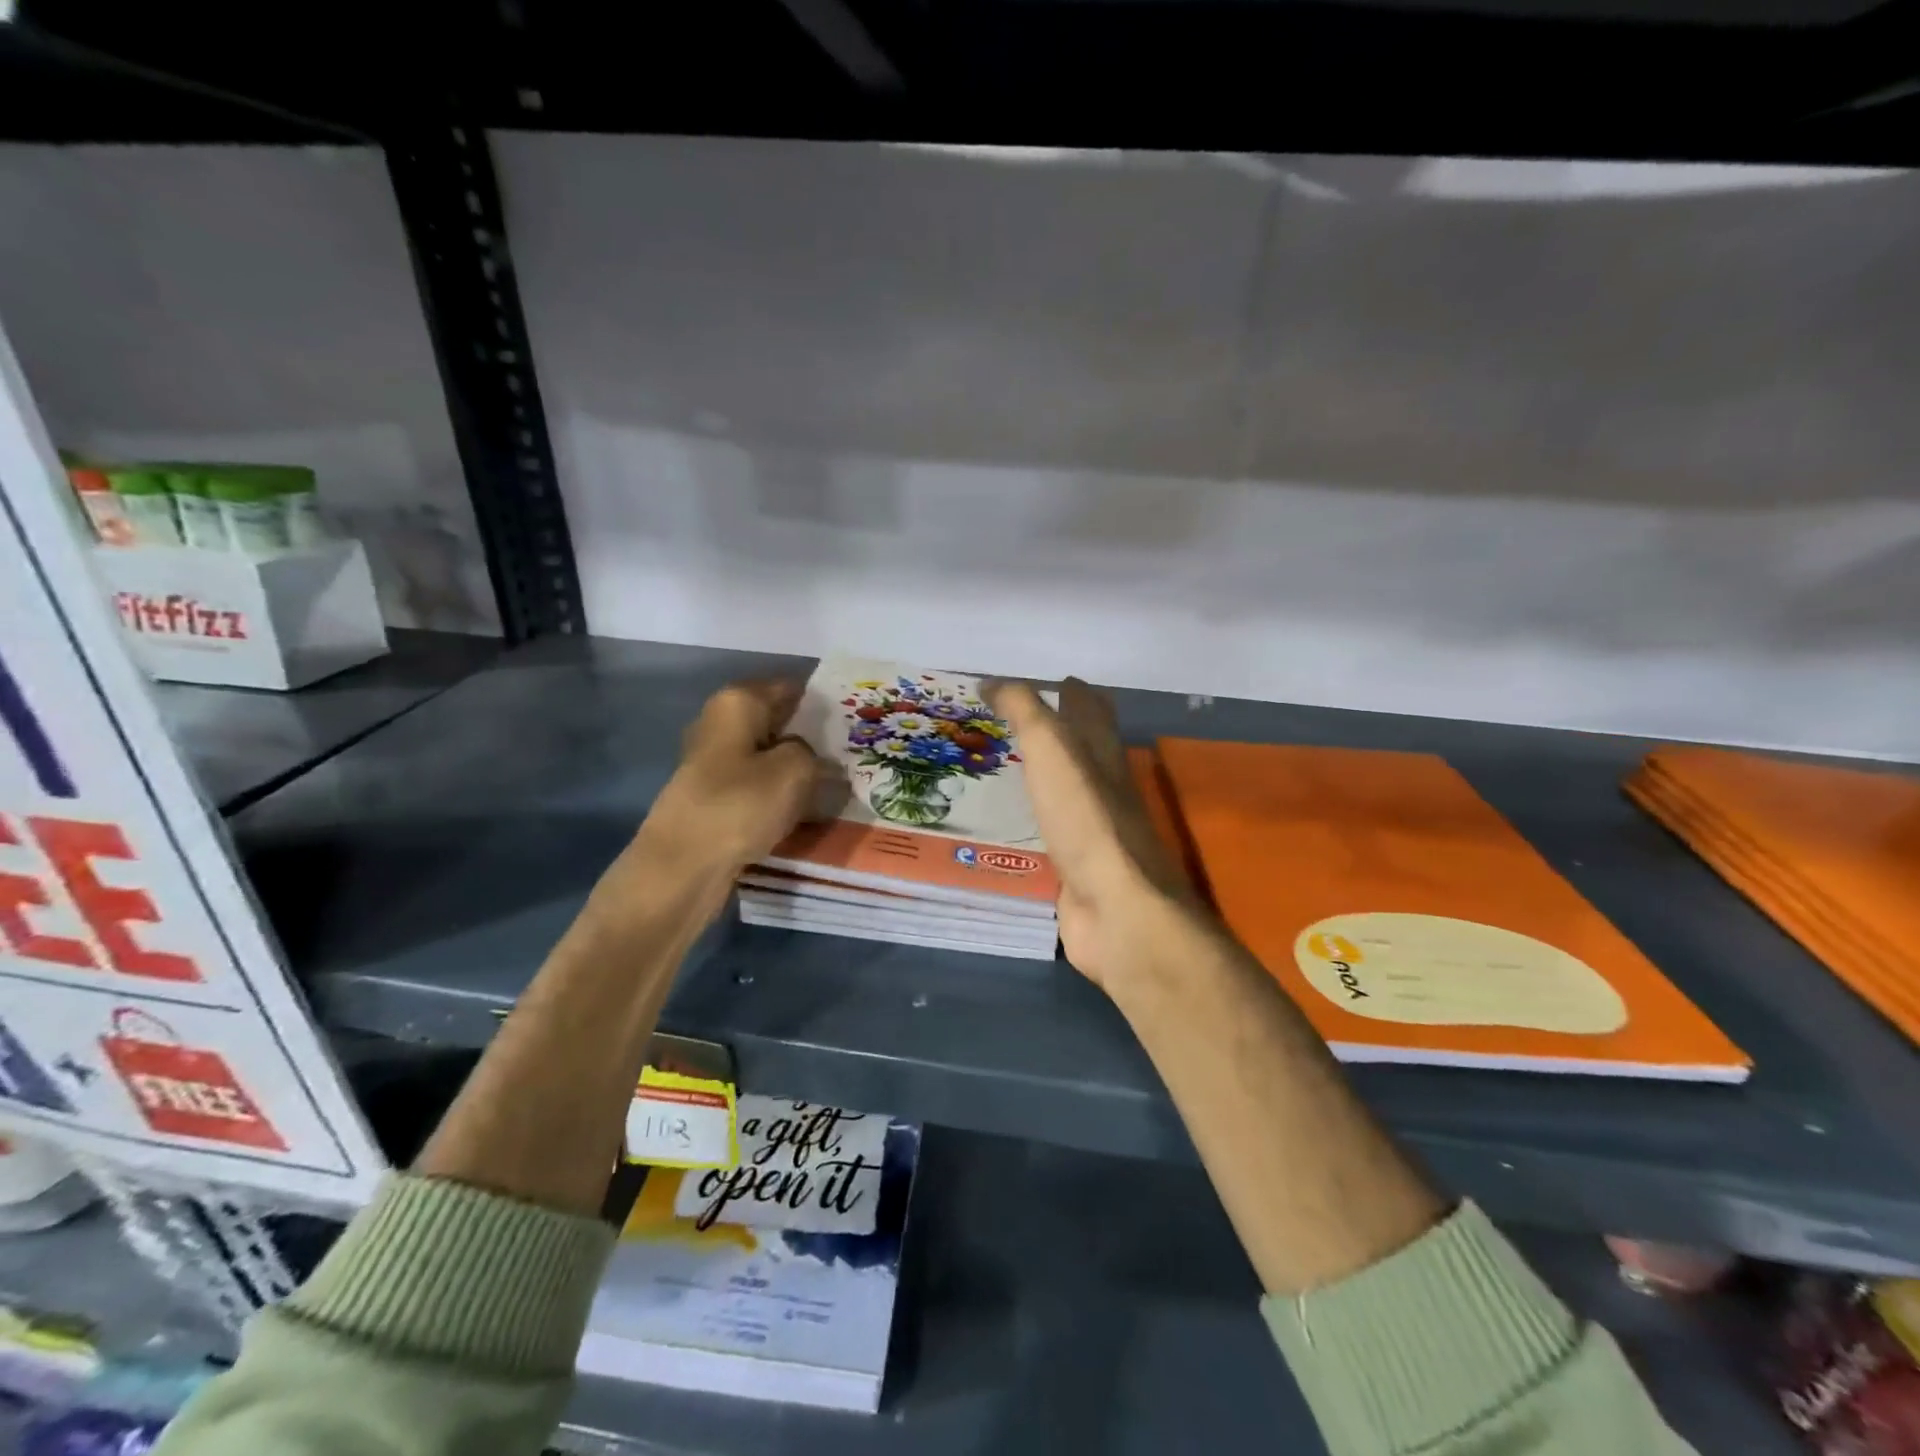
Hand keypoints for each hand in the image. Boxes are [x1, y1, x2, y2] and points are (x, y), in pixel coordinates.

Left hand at [627, 680, 837, 882]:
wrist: (683, 866)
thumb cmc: (740, 804)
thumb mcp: (795, 770)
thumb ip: (816, 756)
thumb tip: (817, 761)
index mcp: (738, 702)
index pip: (791, 688)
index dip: (823, 702)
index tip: (855, 722)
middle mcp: (721, 724)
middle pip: (779, 723)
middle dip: (814, 738)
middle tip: (854, 756)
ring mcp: (715, 763)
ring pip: (771, 758)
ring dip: (800, 771)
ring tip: (839, 786)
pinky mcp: (716, 798)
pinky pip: (760, 788)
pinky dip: (782, 796)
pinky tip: (809, 812)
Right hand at [985, 678, 1211, 991]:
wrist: (1116, 908)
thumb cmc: (1085, 818)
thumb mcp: (1052, 748)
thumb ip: (1024, 710)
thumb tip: (992, 682)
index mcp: (1102, 750)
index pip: (1091, 707)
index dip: (1070, 689)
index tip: (1037, 683)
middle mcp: (1102, 784)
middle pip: (1082, 748)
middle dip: (1054, 731)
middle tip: (1006, 723)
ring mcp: (1092, 827)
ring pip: (1064, 788)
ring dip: (1040, 774)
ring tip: (999, 764)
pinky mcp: (1076, 864)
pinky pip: (1050, 830)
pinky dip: (1032, 819)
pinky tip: (1008, 821)